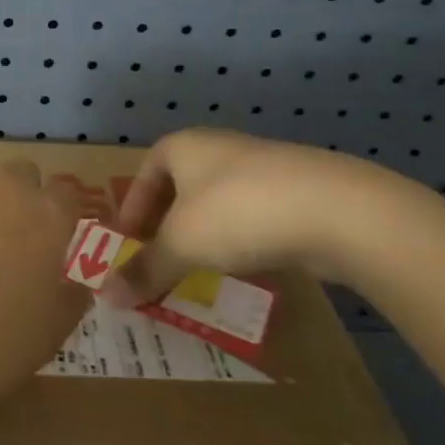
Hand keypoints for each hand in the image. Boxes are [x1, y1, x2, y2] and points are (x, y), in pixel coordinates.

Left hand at [0, 154, 88, 416]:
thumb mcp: (48, 336)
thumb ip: (69, 298)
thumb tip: (75, 281)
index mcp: (47, 217)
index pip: (67, 193)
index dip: (60, 215)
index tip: (50, 240)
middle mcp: (4, 185)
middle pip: (20, 174)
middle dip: (16, 199)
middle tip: (1, 243)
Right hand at [109, 129, 393, 305]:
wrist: (338, 210)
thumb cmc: (238, 212)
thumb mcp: (182, 244)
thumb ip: (145, 269)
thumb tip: (106, 298)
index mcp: (184, 146)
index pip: (144, 172)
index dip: (133, 208)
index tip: (128, 243)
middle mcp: (219, 148)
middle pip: (180, 187)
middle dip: (166, 225)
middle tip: (159, 260)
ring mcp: (262, 168)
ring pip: (217, 203)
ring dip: (203, 234)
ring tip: (197, 270)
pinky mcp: (296, 192)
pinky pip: (252, 216)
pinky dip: (239, 239)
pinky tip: (243, 267)